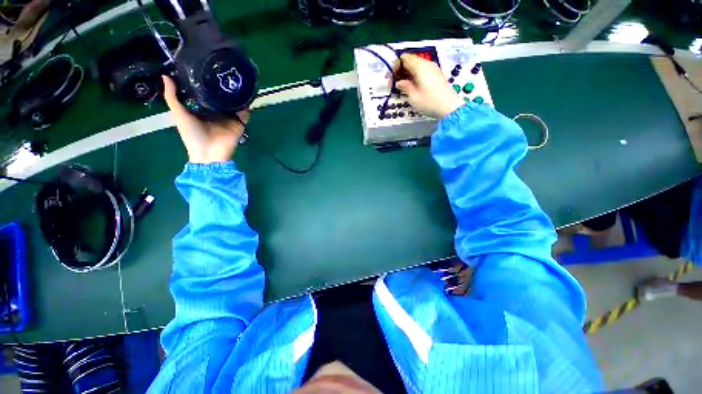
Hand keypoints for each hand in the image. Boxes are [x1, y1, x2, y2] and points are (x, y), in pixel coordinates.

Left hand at [162, 75, 249, 163]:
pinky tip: (246, 93)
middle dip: (222, 86)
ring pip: (234, 103)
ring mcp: (230, 118)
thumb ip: (172, 97)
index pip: (205, 93)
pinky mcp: (240, 124)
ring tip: (236, 77)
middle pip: (221, 97)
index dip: (205, 82)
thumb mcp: (178, 114)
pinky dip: (246, 105)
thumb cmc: (192, 134)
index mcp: (203, 110)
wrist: (209, 153)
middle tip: (223, 69)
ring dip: (236, 94)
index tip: (205, 66)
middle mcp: (217, 113)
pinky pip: (244, 113)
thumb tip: (166, 75)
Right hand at [392, 54, 464, 118]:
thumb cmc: (429, 102)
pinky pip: (421, 70)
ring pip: (415, 65)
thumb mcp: (413, 96)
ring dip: (406, 74)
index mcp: (420, 66)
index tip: (391, 79)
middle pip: (409, 60)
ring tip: (401, 86)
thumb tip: (399, 82)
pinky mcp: (435, 75)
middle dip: (399, 70)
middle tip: (393, 83)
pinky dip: (413, 76)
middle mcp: (426, 64)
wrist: (449, 107)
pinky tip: (411, 86)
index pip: (404, 58)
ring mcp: (432, 68)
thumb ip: (405, 86)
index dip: (395, 66)